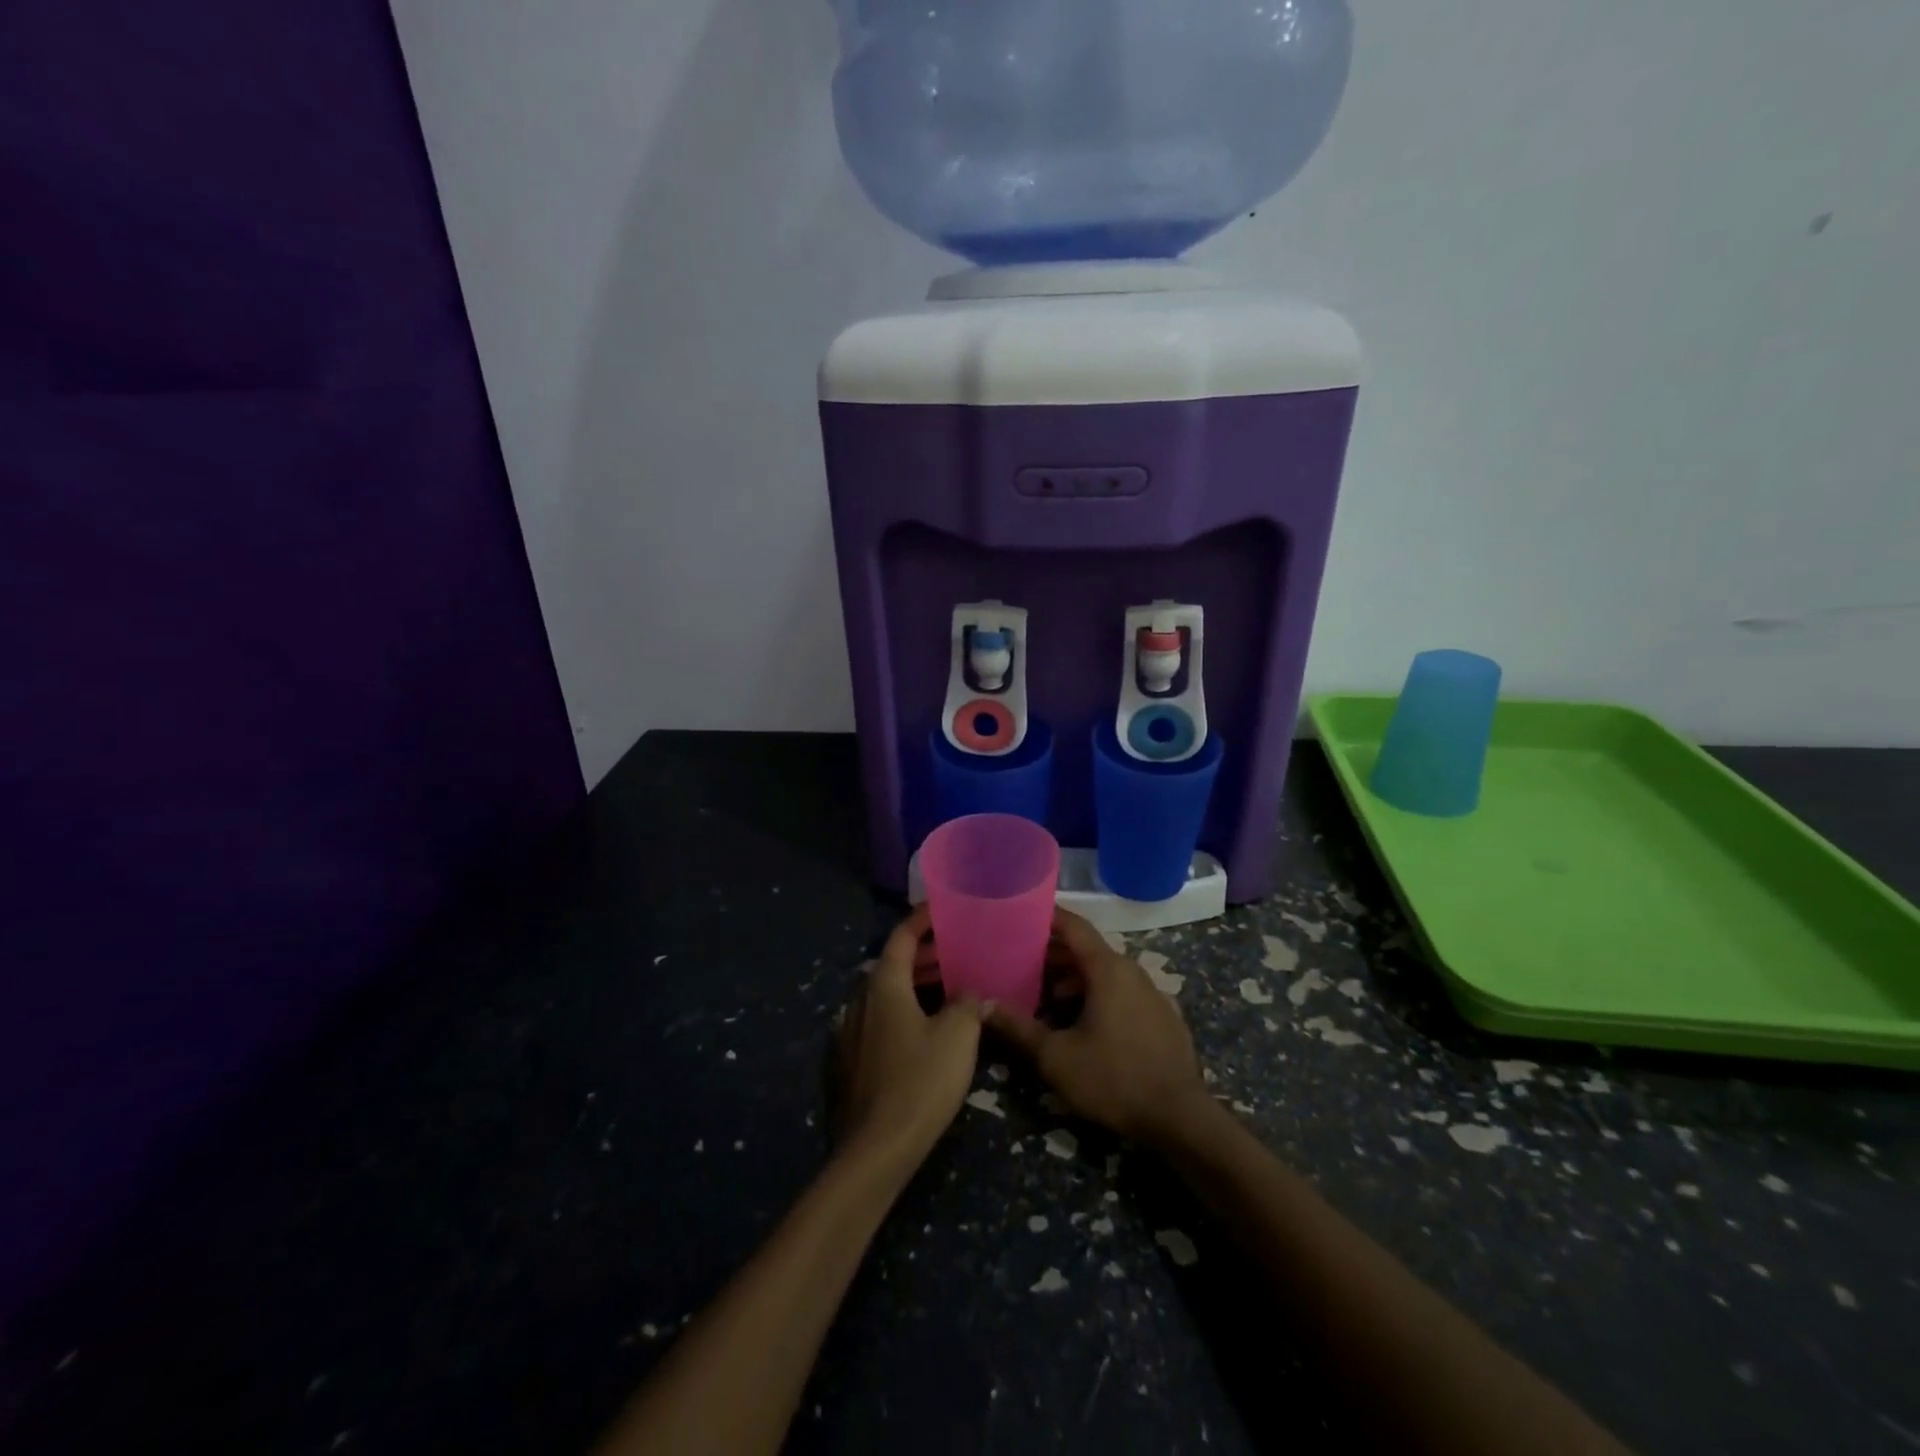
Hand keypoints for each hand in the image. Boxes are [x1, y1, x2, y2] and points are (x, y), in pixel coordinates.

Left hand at [831, 905, 986, 1166]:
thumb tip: (975, 993)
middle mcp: (860, 1001)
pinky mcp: (848, 1063)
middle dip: (924, 955)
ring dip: (914, 986)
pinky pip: (878, 1021)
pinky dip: (902, 1012)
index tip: (942, 908)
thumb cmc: (920, 1082)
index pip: (901, 938)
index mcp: (883, 986)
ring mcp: (849, 1033)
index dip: (922, 919)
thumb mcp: (957, 1037)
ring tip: (948, 987)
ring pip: (885, 995)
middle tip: (956, 951)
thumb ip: (968, 1005)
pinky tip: (924, 1029)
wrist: (875, 1150)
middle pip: (892, 965)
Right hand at [988, 908, 1214, 1148]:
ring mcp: (1151, 993)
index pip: (1074, 926)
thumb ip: (1017, 1028)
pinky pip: (1122, 991)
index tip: (1020, 914)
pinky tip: (1080, 1020)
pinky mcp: (1161, 1017)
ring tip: (1044, 993)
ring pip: (1105, 972)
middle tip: (1019, 960)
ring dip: (1074, 976)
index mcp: (1108, 969)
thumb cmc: (1114, 1079)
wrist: (1181, 1118)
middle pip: (1087, 949)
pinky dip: (1097, 993)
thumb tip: (981, 1006)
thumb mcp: (1056, 1057)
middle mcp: (1132, 971)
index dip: (1046, 917)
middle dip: (1053, 952)